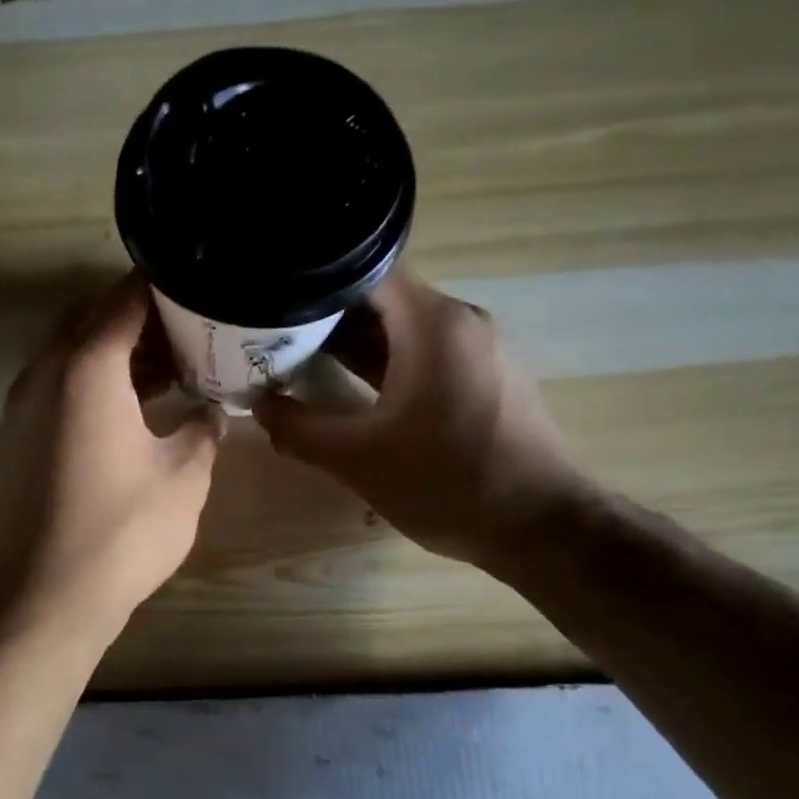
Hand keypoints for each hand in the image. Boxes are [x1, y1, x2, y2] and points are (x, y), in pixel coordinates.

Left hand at [0, 274, 221, 638]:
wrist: (47, 596)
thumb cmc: (123, 530)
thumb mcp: (185, 475)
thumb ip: (204, 428)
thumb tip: (213, 410)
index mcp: (86, 367)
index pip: (124, 299)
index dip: (163, 286)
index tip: (198, 283)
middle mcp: (45, 373)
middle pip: (92, 319)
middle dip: (139, 317)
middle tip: (189, 326)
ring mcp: (25, 405)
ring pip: (73, 353)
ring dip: (118, 351)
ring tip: (173, 363)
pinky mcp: (20, 437)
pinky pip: (60, 386)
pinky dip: (96, 381)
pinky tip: (137, 404)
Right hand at [257, 267, 588, 570]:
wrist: (539, 527)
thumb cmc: (445, 483)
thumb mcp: (357, 459)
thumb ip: (299, 429)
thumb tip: (258, 405)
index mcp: (433, 324)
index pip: (365, 271)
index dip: (315, 283)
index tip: (276, 303)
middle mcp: (461, 322)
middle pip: (384, 299)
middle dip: (328, 317)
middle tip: (277, 337)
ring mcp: (480, 350)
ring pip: (406, 329)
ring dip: (357, 343)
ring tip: (303, 362)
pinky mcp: (488, 378)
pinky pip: (428, 354)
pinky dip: (389, 363)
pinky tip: (354, 391)